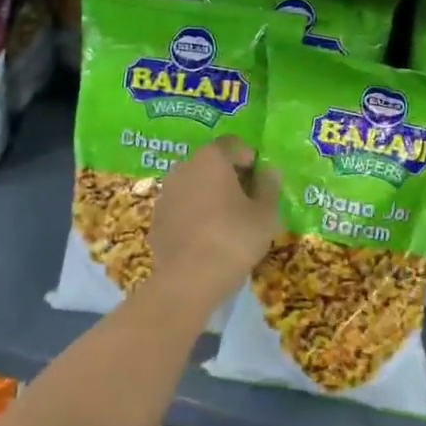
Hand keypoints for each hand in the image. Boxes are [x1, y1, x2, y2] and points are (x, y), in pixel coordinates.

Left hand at [147, 137, 282, 314]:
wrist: (188, 280)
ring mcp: (166, 193)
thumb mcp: (265, 214)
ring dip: (209, 195)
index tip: (261, 181)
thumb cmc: (234, 238)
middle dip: (229, 176)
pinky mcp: (156, 219)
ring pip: (194, 185)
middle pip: (211, 163)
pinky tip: (206, 238)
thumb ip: (269, 186)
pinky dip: (193, 215)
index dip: (249, 159)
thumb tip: (269, 171)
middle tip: (247, 201)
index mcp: (211, 158)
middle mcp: (184, 167)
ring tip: (226, 221)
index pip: (233, 144)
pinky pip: (181, 208)